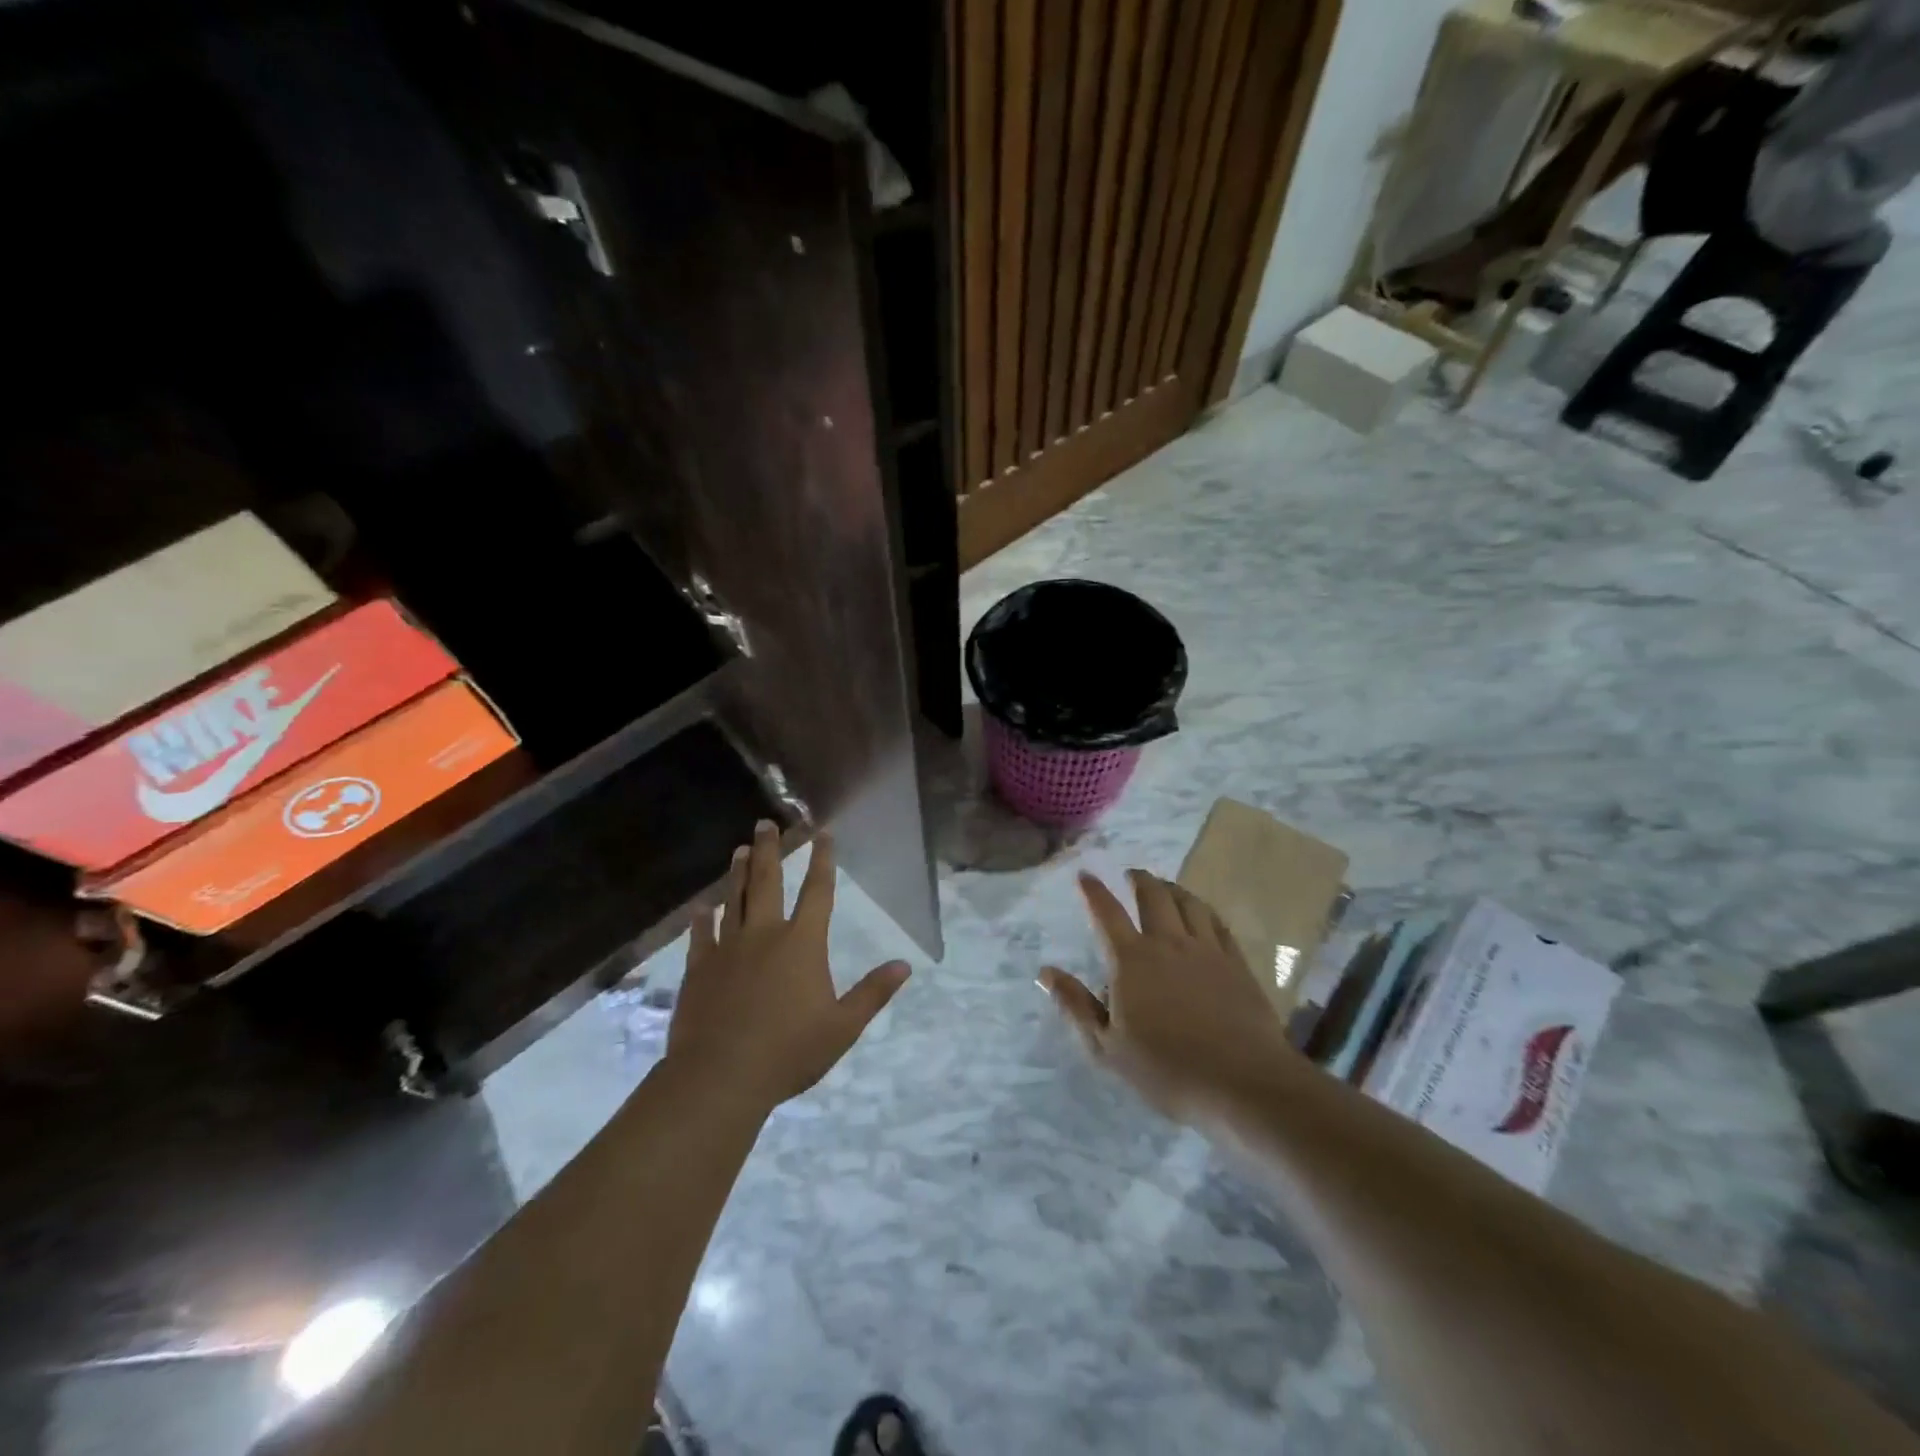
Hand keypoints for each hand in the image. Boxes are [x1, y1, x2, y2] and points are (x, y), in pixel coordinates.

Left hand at [666, 821, 909, 1116]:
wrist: (720, 1077)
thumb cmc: (789, 1051)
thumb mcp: (843, 1027)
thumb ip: (873, 993)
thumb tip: (904, 965)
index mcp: (802, 943)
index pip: (818, 891)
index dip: (822, 860)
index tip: (822, 833)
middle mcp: (764, 935)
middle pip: (767, 882)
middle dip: (769, 850)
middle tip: (765, 823)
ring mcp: (727, 949)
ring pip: (734, 900)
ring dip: (737, 874)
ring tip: (740, 850)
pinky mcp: (700, 969)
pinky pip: (701, 936)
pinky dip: (703, 919)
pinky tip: (702, 908)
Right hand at [1040, 871, 1296, 1122]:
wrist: (1242, 1082)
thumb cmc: (1166, 1070)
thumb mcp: (1107, 1047)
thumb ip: (1075, 1006)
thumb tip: (1046, 972)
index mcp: (1131, 960)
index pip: (1107, 913)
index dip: (1093, 891)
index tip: (1085, 874)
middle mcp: (1167, 943)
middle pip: (1152, 896)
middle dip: (1139, 879)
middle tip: (1131, 874)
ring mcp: (1206, 950)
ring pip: (1187, 903)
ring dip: (1171, 888)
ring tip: (1164, 885)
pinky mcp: (1236, 963)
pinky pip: (1217, 922)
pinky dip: (1203, 909)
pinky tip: (1202, 912)